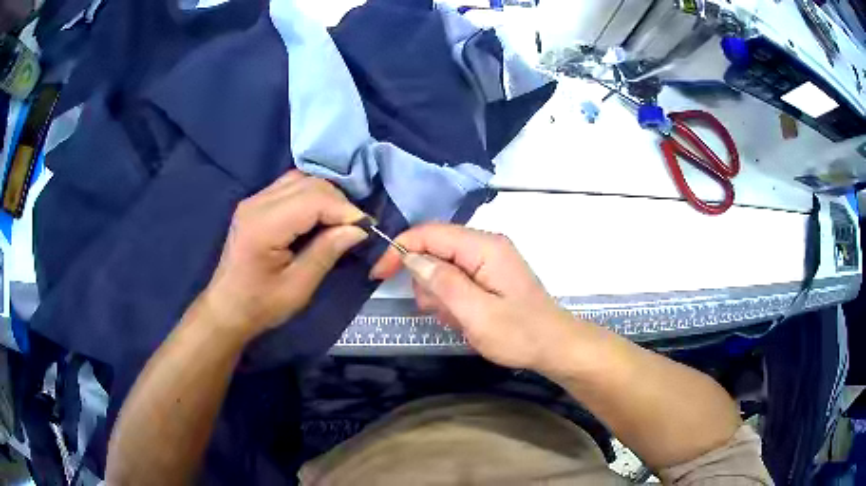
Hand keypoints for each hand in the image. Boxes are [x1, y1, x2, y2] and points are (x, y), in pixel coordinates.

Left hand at [201, 171, 366, 339]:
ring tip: (339, 221)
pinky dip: (312, 195)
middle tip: (354, 227)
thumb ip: (327, 252)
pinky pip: (290, 185)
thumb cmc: (260, 305)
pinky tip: (320, 215)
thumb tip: (358, 229)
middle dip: (338, 201)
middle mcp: (257, 203)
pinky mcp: (255, 203)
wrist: (226, 308)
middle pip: (308, 183)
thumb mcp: (298, 287)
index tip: (366, 229)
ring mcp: (254, 199)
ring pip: (301, 179)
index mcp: (264, 225)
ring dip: (326, 196)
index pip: (313, 199)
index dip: (345, 210)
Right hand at [370, 224, 580, 372]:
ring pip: (442, 267)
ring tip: (456, 319)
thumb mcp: (477, 313)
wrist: (554, 347)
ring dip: (439, 294)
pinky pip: (456, 279)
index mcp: (484, 247)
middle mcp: (485, 245)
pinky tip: (463, 318)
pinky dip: (451, 299)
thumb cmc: (519, 334)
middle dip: (425, 281)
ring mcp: (488, 260)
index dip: (400, 249)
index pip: (429, 233)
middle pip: (434, 249)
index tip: (378, 275)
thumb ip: (443, 283)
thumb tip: (412, 257)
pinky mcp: (489, 275)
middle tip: (439, 312)